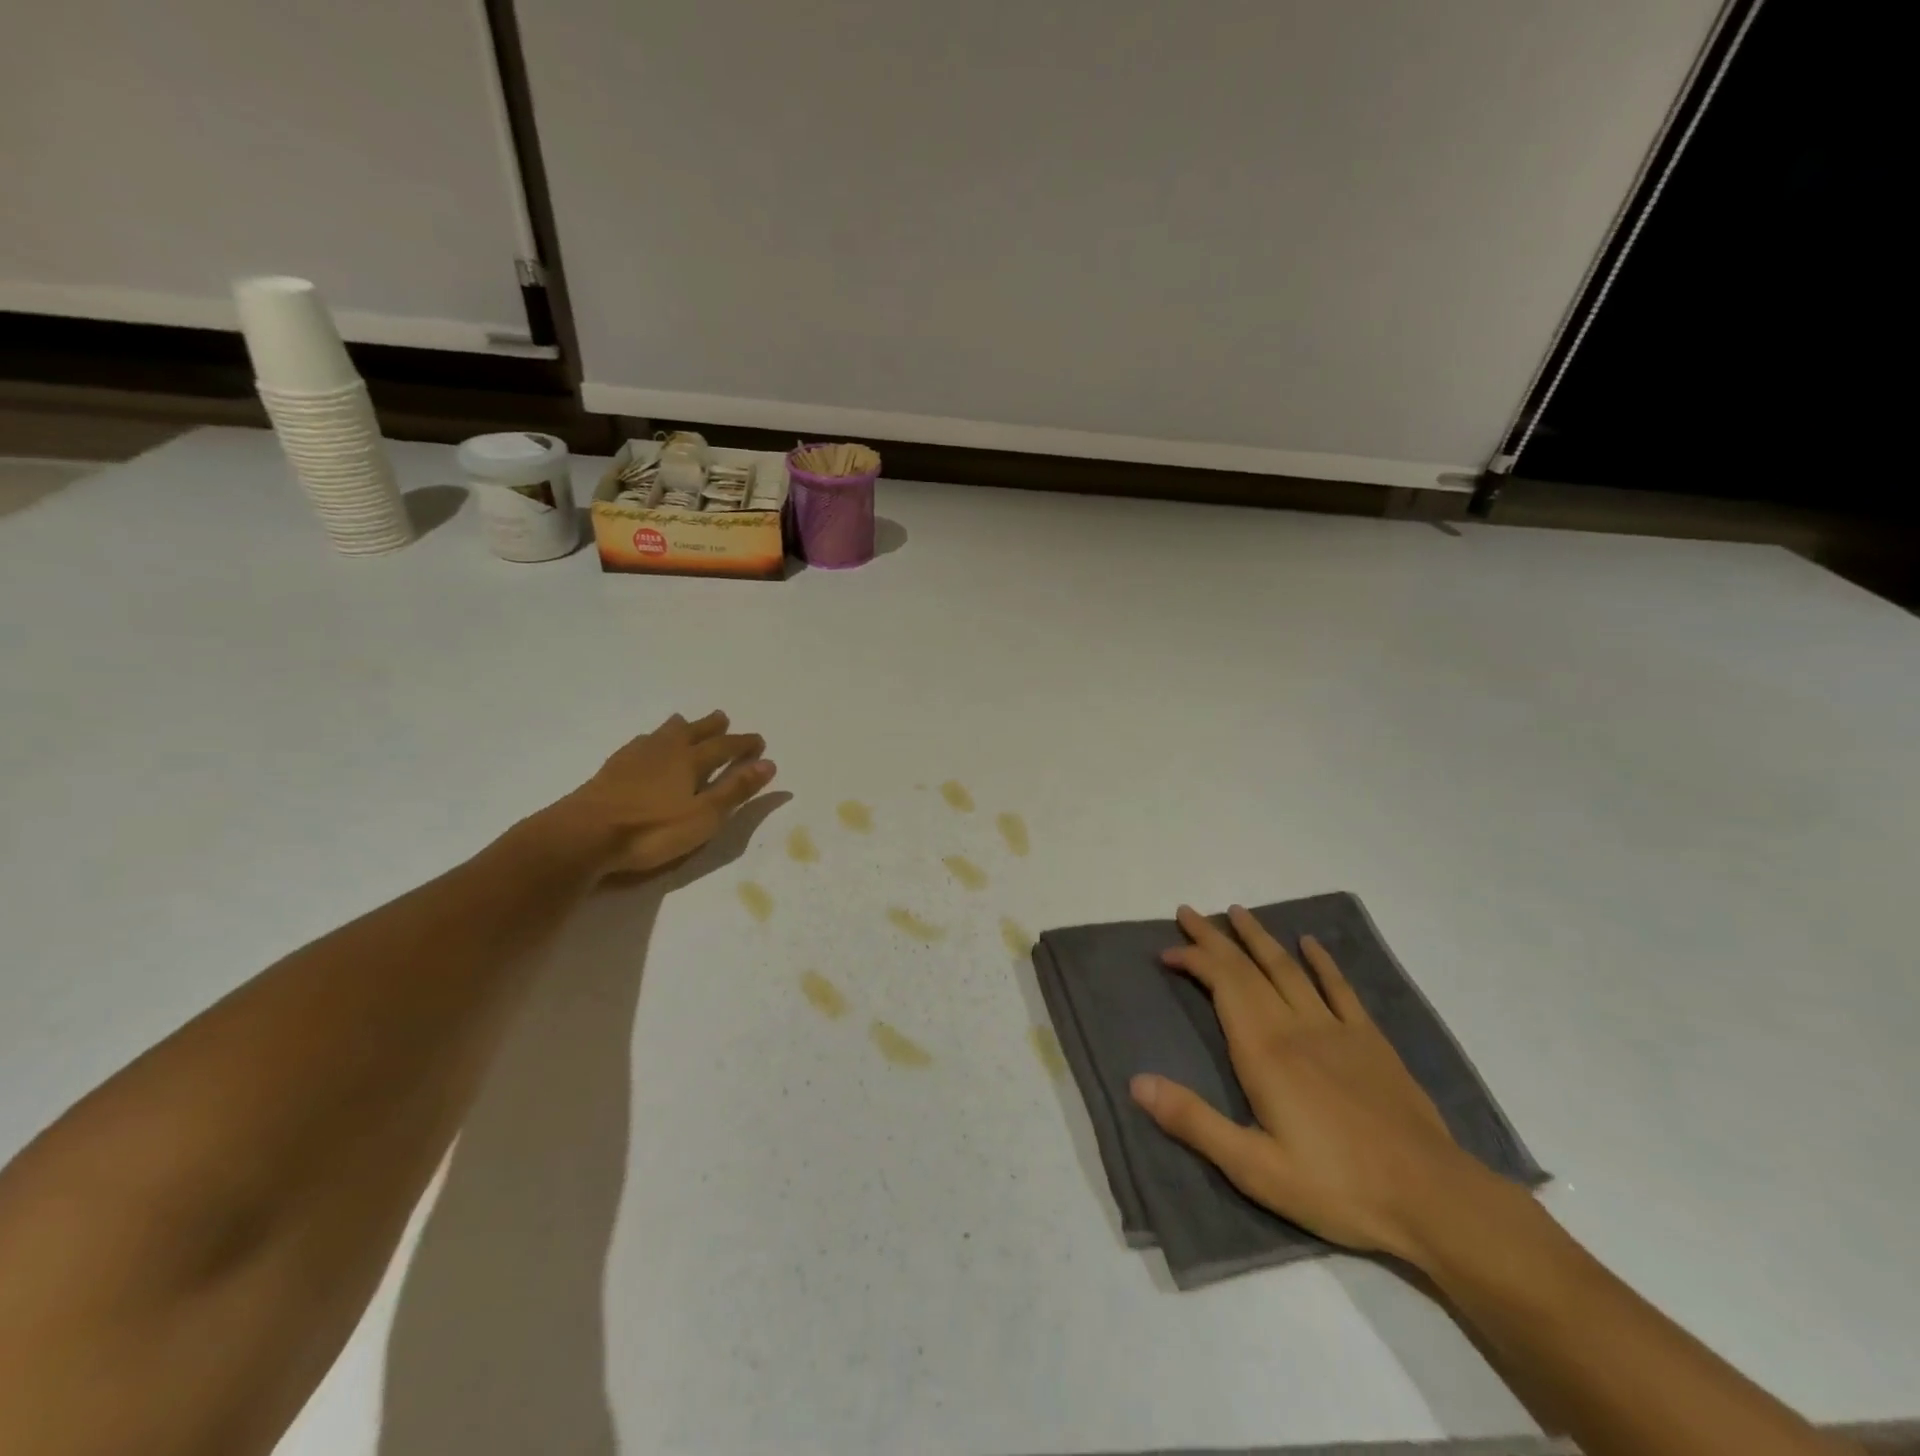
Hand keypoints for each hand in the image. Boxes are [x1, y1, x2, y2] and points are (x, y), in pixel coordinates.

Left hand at [549, 711, 774, 878]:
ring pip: (662, 734)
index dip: (743, 744)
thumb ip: (735, 790)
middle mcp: (664, 752)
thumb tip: (768, 763)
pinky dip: (649, 740)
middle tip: (722, 717)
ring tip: (683, 721)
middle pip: (692, 732)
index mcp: (690, 762)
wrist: (583, 836)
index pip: (724, 747)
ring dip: (678, 727)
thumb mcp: (704, 816)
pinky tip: (642, 746)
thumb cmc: (652, 830)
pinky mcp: (610, 771)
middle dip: (710, 726)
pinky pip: (638, 745)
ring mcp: (634, 759)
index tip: (759, 741)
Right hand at [1130, 905, 1486, 1260]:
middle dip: (1214, 938)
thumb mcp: (1254, 1167)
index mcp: (1264, 1051)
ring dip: (1259, 938)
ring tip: (1237, 912)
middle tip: (1188, 912)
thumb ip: (1193, 1121)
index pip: (1221, 984)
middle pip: (1248, 968)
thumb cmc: (1336, 1186)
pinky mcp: (1370, 1041)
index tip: (1166, 952)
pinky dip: (1322, 962)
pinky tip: (1309, 943)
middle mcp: (1295, 1026)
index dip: (1193, 960)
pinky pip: (1340, 989)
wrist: (1432, 1198)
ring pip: (1288, 968)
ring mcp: (1336, 1029)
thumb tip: (1137, 1081)